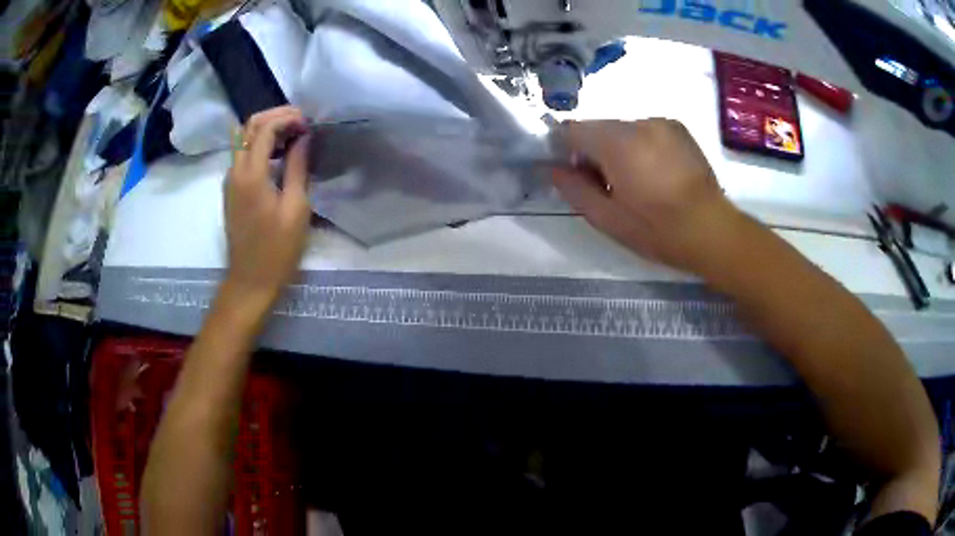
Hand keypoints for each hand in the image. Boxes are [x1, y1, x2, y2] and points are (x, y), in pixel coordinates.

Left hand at [223, 106, 310, 306]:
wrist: (250, 281)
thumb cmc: (277, 250)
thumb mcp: (295, 209)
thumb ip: (297, 168)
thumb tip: (303, 138)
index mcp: (251, 174)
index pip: (265, 128)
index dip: (288, 118)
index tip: (309, 124)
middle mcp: (235, 171)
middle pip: (249, 126)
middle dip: (275, 116)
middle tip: (301, 122)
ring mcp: (230, 180)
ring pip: (243, 138)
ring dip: (266, 129)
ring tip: (293, 135)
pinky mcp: (231, 190)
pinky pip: (242, 154)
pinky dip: (259, 144)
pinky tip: (279, 154)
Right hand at [552, 119, 738, 273]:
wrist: (711, 229)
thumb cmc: (657, 229)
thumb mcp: (608, 219)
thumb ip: (574, 190)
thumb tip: (553, 169)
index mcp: (618, 143)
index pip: (573, 129)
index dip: (566, 150)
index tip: (575, 174)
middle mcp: (638, 123)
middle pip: (598, 127)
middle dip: (594, 150)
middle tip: (608, 184)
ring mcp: (661, 122)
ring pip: (621, 128)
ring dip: (618, 147)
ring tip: (636, 180)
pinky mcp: (678, 127)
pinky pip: (644, 129)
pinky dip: (639, 144)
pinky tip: (654, 171)